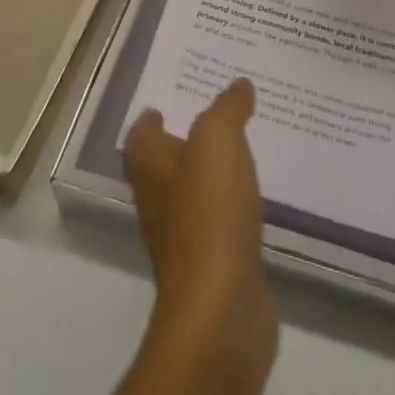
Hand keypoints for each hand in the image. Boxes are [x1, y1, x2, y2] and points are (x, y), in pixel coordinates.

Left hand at [123, 81, 276, 383]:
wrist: (220, 310)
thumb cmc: (209, 212)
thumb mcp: (218, 140)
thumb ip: (227, 108)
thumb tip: (237, 85)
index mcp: (151, 167)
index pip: (140, 135)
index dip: (150, 116)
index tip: (168, 101)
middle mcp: (158, 200)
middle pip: (163, 164)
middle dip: (183, 141)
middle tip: (214, 116)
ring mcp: (183, 238)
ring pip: (193, 194)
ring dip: (210, 174)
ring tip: (240, 149)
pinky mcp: (212, 266)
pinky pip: (220, 224)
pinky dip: (232, 207)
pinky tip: (254, 198)